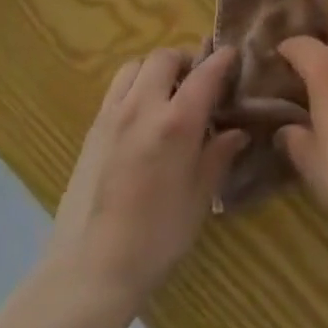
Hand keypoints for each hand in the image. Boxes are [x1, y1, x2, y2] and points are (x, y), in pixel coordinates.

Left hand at [46, 46, 248, 309]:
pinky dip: (134, 86)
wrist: (89, 271)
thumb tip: (237, 132)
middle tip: (200, 81)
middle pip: (164, 58)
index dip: (223, 60)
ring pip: (135, 66)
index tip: (234, 56)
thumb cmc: (155, 239)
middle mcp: (143, 107)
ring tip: (168, 93)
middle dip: (186, 60)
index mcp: (176, 122)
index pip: (206, 73)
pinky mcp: (92, 130)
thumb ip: (218, 156)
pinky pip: (116, 89)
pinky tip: (143, 116)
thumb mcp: (199, 198)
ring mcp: (112, 116)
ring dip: (156, 69)